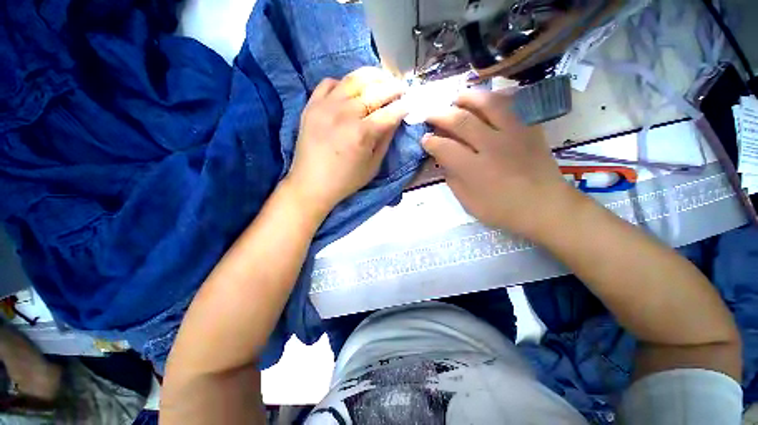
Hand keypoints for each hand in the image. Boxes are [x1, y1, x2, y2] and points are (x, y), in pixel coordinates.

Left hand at [286, 67, 407, 216]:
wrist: (311, 184)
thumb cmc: (346, 180)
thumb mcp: (372, 166)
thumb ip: (385, 140)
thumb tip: (396, 119)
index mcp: (362, 133)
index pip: (389, 112)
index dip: (403, 106)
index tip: (411, 103)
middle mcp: (345, 114)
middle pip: (375, 91)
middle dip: (393, 87)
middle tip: (402, 88)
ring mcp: (325, 106)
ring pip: (353, 79)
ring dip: (373, 76)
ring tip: (383, 78)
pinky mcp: (311, 105)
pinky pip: (329, 83)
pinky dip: (344, 82)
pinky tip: (352, 90)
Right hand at [424, 90, 577, 237]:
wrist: (545, 206)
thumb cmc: (502, 209)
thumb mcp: (468, 202)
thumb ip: (453, 179)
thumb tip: (444, 159)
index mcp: (474, 169)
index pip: (445, 147)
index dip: (430, 141)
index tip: (425, 139)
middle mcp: (492, 146)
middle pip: (461, 120)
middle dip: (440, 114)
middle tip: (430, 114)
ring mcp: (513, 133)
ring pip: (487, 103)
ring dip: (467, 98)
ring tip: (456, 99)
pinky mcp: (529, 128)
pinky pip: (511, 104)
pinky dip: (494, 99)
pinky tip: (484, 102)